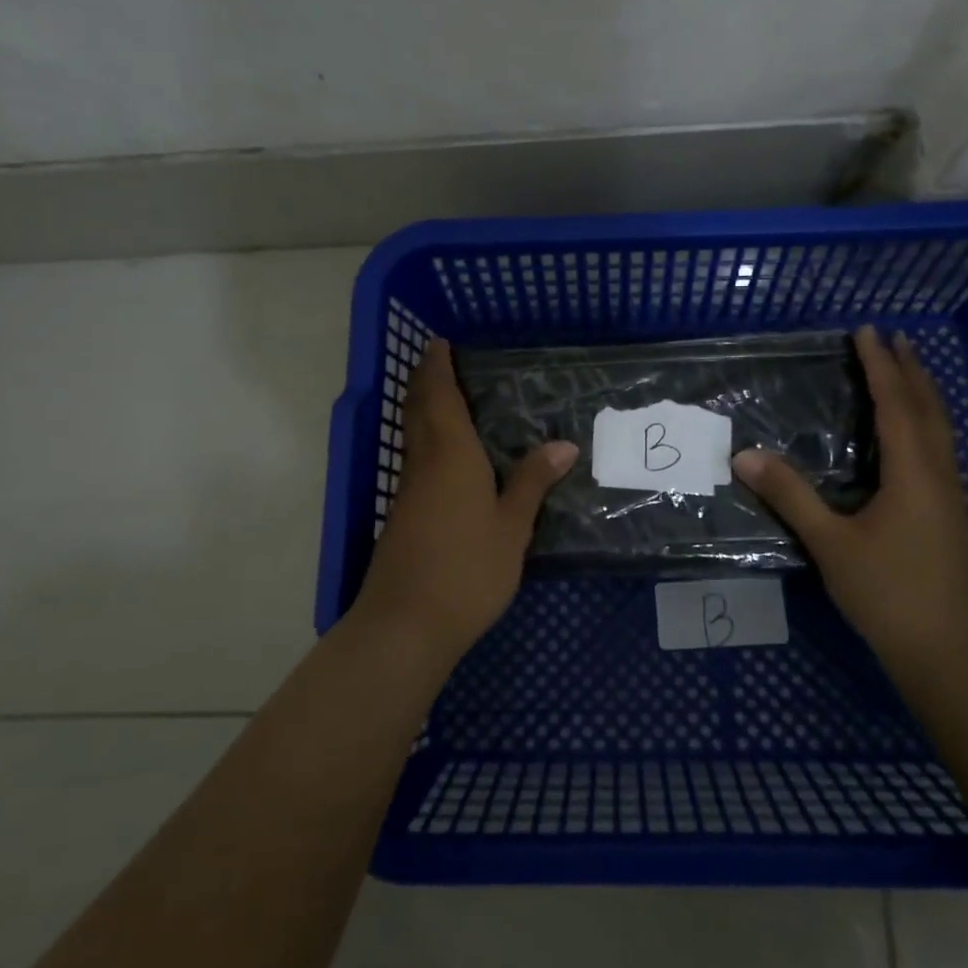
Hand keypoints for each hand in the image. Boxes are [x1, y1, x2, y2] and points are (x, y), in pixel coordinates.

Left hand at [358, 339, 577, 655]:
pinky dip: (427, 441)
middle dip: (425, 381)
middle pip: (419, 410)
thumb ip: (532, 483)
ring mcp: (409, 491)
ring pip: (414, 435)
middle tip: (440, 360)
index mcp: (451, 455)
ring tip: (448, 398)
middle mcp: (425, 464)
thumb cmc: (467, 569)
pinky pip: (417, 460)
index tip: (439, 342)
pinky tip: (446, 455)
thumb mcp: (511, 527)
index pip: (439, 397)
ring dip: (424, 409)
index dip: (437, 367)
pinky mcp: (404, 515)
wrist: (406, 624)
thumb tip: (563, 444)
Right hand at [732, 325, 967, 682]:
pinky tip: (912, 439)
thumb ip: (790, 496)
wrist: (951, 657)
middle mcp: (941, 476)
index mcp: (914, 474)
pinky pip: (940, 451)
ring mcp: (953, 499)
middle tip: (894, 338)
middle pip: (929, 409)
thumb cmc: (889, 595)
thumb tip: (744, 455)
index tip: (867, 331)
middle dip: (911, 371)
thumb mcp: (831, 544)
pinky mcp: (953, 519)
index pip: (896, 404)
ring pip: (941, 431)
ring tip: (906, 373)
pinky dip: (926, 425)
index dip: (881, 365)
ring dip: (923, 396)